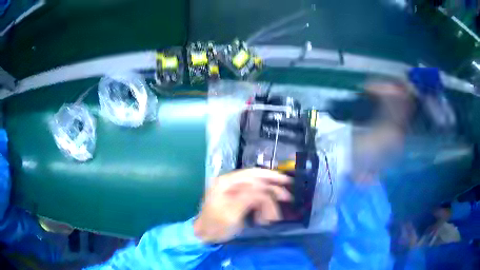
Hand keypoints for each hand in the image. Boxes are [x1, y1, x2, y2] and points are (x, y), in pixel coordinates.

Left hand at [193, 168, 291, 242]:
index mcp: (225, 182)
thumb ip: (248, 198)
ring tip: (272, 217)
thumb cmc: (215, 226)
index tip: (286, 182)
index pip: (252, 174)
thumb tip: (264, 190)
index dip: (271, 176)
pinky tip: (264, 218)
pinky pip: (254, 199)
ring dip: (268, 203)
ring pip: (258, 191)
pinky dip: (262, 208)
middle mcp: (229, 183)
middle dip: (273, 190)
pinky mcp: (236, 200)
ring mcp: (233, 191)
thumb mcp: (231, 214)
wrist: (204, 236)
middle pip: (257, 180)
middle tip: (287, 197)